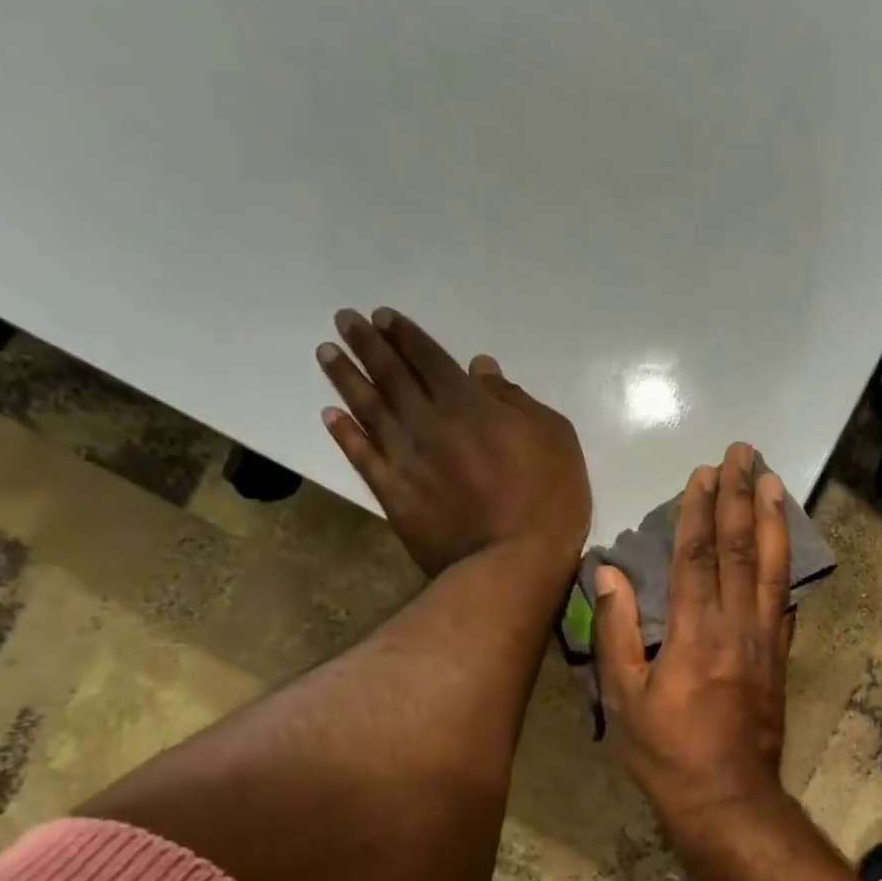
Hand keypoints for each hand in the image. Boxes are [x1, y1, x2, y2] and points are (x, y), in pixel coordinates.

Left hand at [318, 308, 591, 576]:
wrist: (512, 562)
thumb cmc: (548, 499)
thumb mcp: (554, 439)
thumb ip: (516, 401)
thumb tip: (481, 370)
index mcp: (469, 404)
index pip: (430, 359)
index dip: (406, 336)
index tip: (384, 317)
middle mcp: (427, 422)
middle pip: (391, 375)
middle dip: (368, 344)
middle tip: (344, 320)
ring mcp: (405, 459)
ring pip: (368, 408)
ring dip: (346, 378)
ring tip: (327, 353)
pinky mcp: (394, 494)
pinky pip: (362, 456)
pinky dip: (344, 434)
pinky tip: (330, 415)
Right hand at [593, 443, 795, 835]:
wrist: (728, 798)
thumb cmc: (667, 752)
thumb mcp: (625, 698)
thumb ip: (617, 631)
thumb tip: (609, 572)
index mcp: (694, 632)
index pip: (697, 556)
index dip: (699, 511)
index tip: (704, 473)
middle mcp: (735, 625)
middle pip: (740, 548)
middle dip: (741, 496)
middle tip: (745, 454)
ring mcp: (764, 639)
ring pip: (772, 566)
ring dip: (773, 519)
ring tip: (774, 481)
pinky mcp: (779, 656)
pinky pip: (784, 600)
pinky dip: (786, 565)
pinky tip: (787, 544)